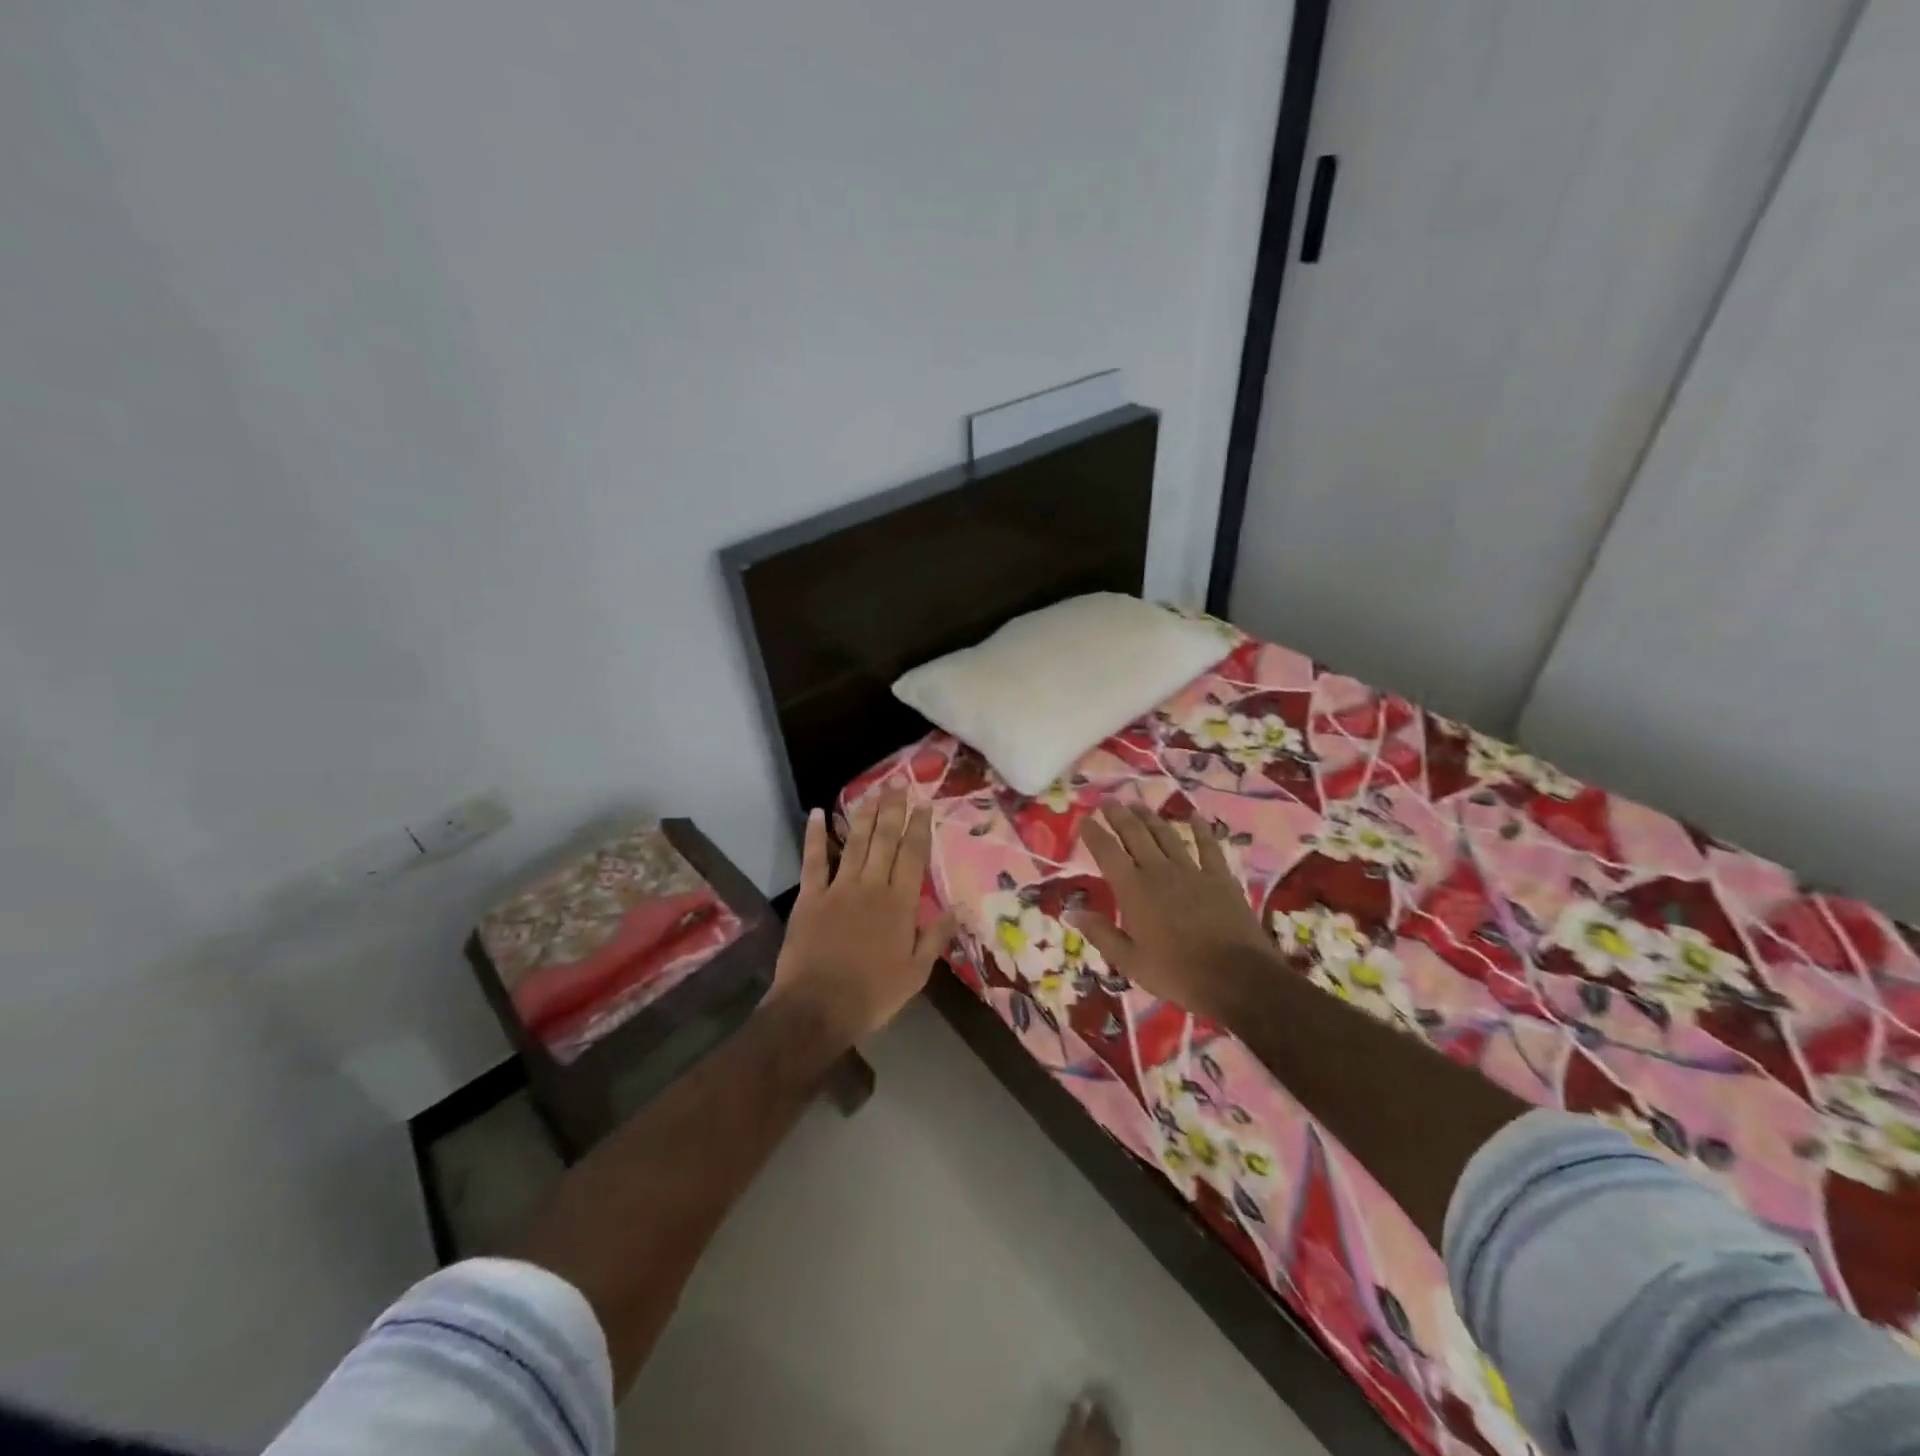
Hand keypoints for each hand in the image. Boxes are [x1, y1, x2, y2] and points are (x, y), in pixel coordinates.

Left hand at [770, 787, 957, 1041]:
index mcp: (900, 904)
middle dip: (893, 809)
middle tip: (898, 781)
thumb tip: (956, 908)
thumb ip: (935, 938)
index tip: (923, 802)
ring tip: (873, 790)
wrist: (817, 1008)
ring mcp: (839, 888)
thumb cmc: (872, 995)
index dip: (919, 827)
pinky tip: (816, 813)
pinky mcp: (810, 897)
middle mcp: (872, 886)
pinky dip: (814, 836)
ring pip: (855, 843)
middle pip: (885, 840)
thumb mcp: (915, 973)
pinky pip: (814, 860)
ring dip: (865, 814)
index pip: (913, 856)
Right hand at [1070, 800, 1278, 1020]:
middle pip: (1136, 834)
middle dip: (1119, 815)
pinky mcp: (1220, 877)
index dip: (1094, 834)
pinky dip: (1201, 830)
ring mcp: (1192, 871)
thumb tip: (1071, 912)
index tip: (1084, 820)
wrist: (1238, 978)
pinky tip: (1195, 817)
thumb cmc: (1177, 973)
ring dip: (1150, 817)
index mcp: (1134, 890)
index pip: (1107, 852)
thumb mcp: (1130, 962)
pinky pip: (1208, 846)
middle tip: (1108, 801)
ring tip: (1137, 804)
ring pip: (1167, 835)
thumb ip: (1101, 933)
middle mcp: (1159, 871)